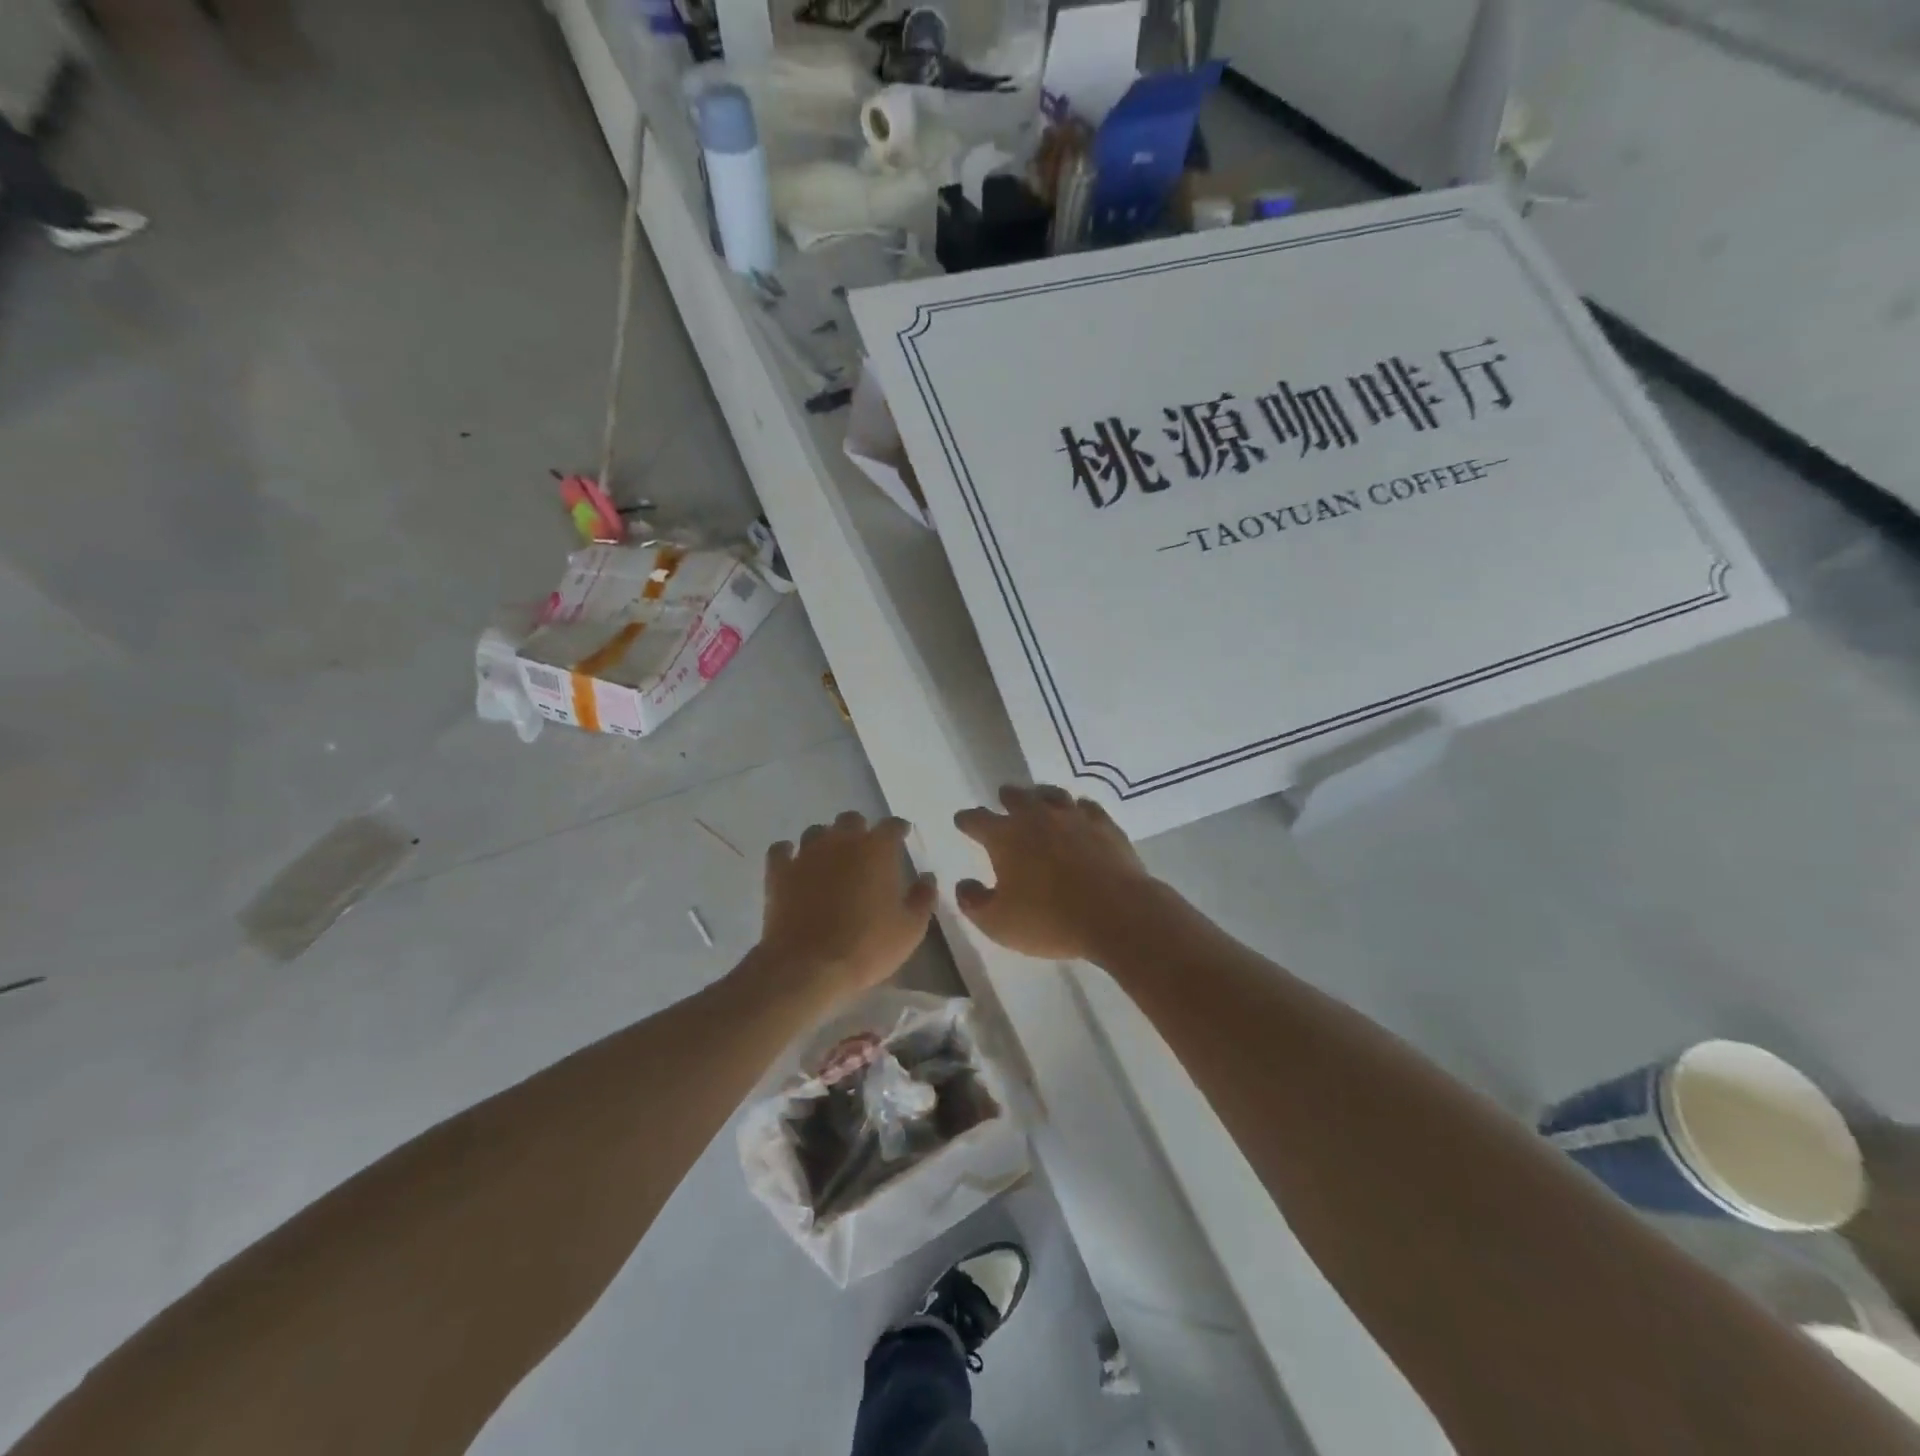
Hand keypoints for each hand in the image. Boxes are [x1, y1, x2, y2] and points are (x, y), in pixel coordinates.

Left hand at [760, 812, 935, 999]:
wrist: (808, 966)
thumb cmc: (867, 946)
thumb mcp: (910, 929)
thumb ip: (923, 897)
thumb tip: (927, 877)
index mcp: (877, 850)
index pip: (891, 825)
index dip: (898, 829)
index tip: (902, 836)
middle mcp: (841, 842)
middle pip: (851, 820)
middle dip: (860, 831)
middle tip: (864, 852)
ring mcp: (807, 854)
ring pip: (817, 831)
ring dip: (826, 840)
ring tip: (830, 859)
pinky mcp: (779, 872)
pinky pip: (782, 850)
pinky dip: (789, 853)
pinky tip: (794, 864)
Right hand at [953, 786, 1154, 960]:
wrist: (1116, 913)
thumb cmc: (1049, 920)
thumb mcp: (998, 923)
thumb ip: (974, 902)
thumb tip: (964, 885)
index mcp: (1005, 837)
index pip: (977, 819)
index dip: (967, 820)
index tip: (962, 820)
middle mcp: (1037, 817)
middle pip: (1016, 797)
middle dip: (1006, 798)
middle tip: (1003, 799)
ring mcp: (1073, 817)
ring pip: (1052, 795)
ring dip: (1041, 796)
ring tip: (1039, 799)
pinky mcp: (1105, 825)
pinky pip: (1087, 807)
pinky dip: (1078, 808)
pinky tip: (1080, 813)